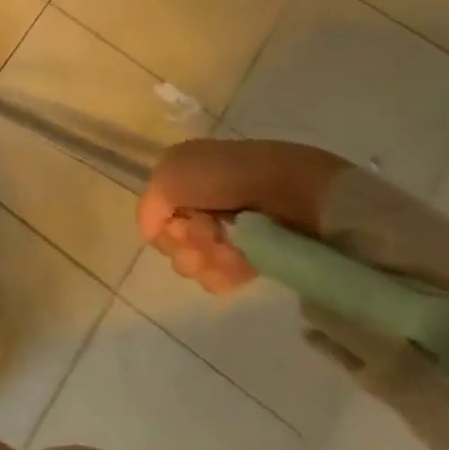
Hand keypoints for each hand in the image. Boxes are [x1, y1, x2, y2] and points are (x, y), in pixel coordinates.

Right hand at [136, 139, 345, 294]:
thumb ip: (150, 204)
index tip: (178, 223)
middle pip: (173, 237)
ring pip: (195, 259)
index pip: (155, 210)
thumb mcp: (173, 174)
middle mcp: (202, 200)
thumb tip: (150, 234)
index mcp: (183, 175)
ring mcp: (228, 230)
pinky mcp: (253, 255)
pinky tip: (237, 268)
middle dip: (185, 242)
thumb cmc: (230, 178)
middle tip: (208, 235)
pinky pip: (221, 275)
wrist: (298, 197)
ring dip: (205, 259)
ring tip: (228, 253)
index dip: (162, 221)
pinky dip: (224, 274)